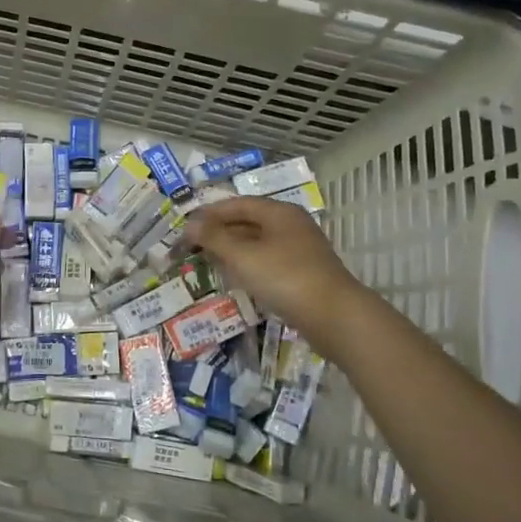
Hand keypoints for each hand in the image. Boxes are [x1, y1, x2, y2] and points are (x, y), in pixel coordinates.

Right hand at [184, 197, 365, 332]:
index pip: (237, 204)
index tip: (185, 228)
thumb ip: (214, 238)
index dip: (209, 214)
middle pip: (247, 222)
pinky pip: (268, 261)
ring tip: (208, 261)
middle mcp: (291, 225)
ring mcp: (299, 250)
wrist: (334, 317)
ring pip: (257, 243)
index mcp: (279, 212)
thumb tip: (190, 224)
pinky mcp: (303, 273)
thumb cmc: (285, 278)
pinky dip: (248, 265)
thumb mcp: (243, 256)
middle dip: (219, 232)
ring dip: (232, 250)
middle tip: (192, 247)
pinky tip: (236, 278)